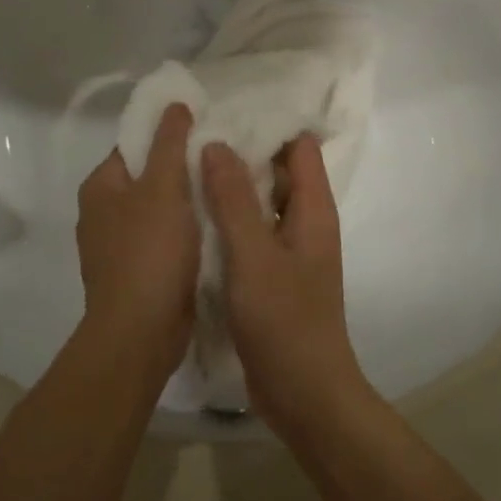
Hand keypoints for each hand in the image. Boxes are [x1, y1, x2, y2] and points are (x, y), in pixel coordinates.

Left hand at [76, 104, 199, 379]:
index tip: (207, 132)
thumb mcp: (163, 188)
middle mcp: (103, 213)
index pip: (135, 144)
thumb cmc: (150, 252)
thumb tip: (174, 104)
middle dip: (184, 168)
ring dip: (190, 201)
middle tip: (224, 160)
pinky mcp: (139, 272)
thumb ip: (169, 143)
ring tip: (227, 188)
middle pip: (149, 177)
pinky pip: (167, 239)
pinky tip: (218, 226)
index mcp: (100, 186)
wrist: (141, 332)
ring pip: (161, 210)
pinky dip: (189, 231)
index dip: (168, 134)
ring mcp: (119, 246)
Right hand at [201, 135, 367, 429]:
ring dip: (231, 184)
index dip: (270, 122)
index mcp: (313, 209)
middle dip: (243, 149)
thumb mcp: (254, 255)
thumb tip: (216, 143)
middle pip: (278, 170)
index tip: (229, 104)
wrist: (304, 396)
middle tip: (196, 129)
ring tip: (187, 161)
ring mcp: (287, 250)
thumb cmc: (285, 321)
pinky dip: (227, 217)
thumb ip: (234, 200)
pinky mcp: (270, 274)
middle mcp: (304, 222)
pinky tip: (193, 212)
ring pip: (260, 201)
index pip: (300, 146)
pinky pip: (249, 231)